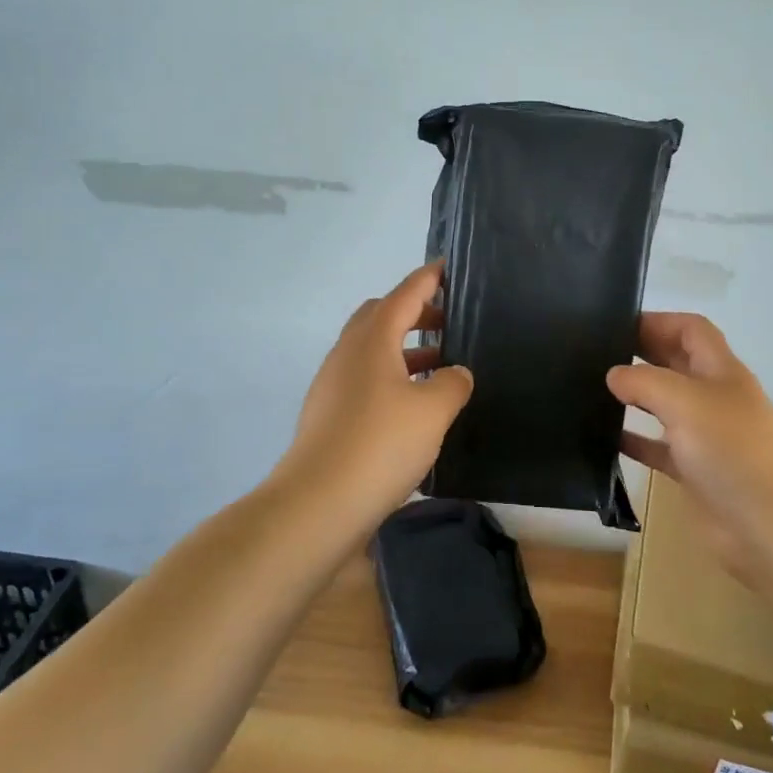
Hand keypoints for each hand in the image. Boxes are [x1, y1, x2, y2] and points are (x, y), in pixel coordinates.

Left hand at [284, 262, 473, 524]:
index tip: (446, 267)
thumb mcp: (432, 411)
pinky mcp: (329, 416)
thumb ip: (451, 383)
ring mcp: (333, 386)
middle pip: (381, 318)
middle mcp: (347, 355)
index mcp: (371, 341)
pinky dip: (392, 377)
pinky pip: (366, 380)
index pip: (403, 296)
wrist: (317, 506)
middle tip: (448, 322)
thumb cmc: (379, 445)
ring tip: (441, 366)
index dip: (427, 280)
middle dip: (415, 313)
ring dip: (405, 349)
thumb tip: (455, 373)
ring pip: (372, 351)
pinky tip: (414, 405)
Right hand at [607, 313, 772, 587]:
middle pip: (676, 363)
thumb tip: (614, 375)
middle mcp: (714, 397)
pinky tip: (604, 438)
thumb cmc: (731, 449)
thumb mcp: (684, 401)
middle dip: (642, 353)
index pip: (690, 329)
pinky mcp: (694, 470)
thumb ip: (644, 381)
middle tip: (595, 353)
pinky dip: (635, 440)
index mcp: (720, 370)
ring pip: (665, 405)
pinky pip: (658, 447)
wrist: (769, 524)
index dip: (658, 321)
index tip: (616, 324)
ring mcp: (705, 435)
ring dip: (635, 396)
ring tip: (593, 390)